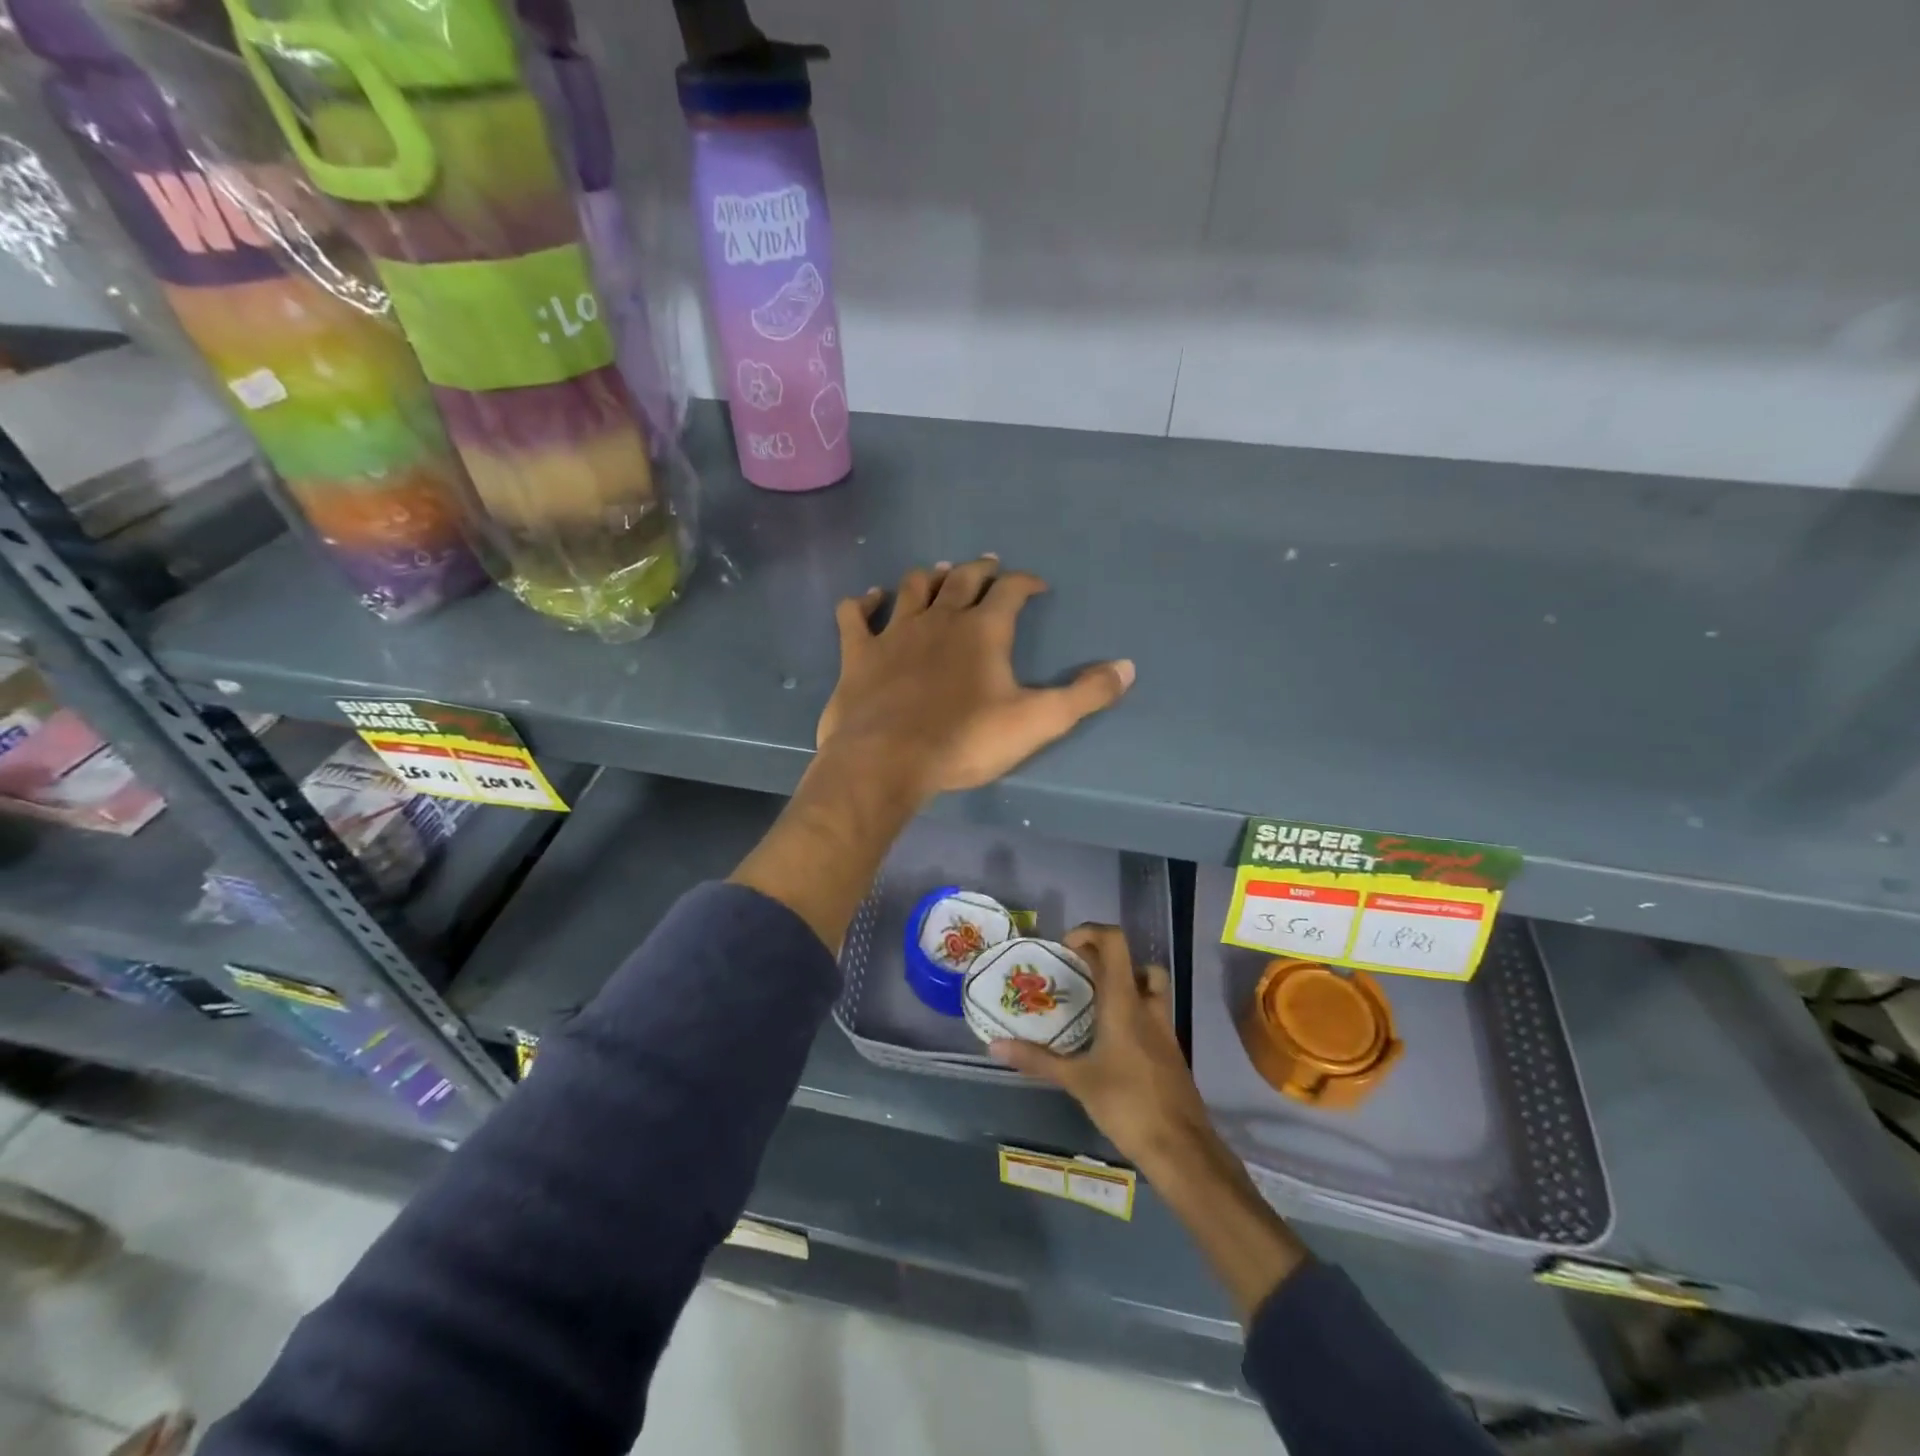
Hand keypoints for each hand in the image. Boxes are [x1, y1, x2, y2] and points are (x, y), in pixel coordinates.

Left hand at [815, 557, 1133, 804]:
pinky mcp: (858, 653)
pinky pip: (855, 615)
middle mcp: (939, 619)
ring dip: (929, 577)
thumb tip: (1127, 667)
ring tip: (940, 574)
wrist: (887, 760)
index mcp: (983, 630)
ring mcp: (894, 632)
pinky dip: (862, 603)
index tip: (1037, 586)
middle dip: (979, 570)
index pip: (1010, 590)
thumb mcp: (1037, 722)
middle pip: (962, 580)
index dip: (1026, 582)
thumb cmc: (965, 741)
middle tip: (988, 565)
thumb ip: (1084, 695)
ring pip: (912, 588)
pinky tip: (868, 600)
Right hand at [992, 924, 1310, 1321]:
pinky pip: (1154, 1013)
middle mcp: (1148, 1006)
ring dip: (1127, 981)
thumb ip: (1037, 1059)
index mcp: (1124, 1003)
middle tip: (1077, 973)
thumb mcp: (1076, 1081)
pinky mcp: (1171, 1050)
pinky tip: (1112, 1038)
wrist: (1181, 1147)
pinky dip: (1134, 1010)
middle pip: (1134, 960)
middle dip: (1105, 958)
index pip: (1114, 943)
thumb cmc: (1127, 1105)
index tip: (1065, 947)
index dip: (1090, 932)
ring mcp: (1164, 1028)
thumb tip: (994, 1047)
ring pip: (1151, 985)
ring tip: (1096, 1000)